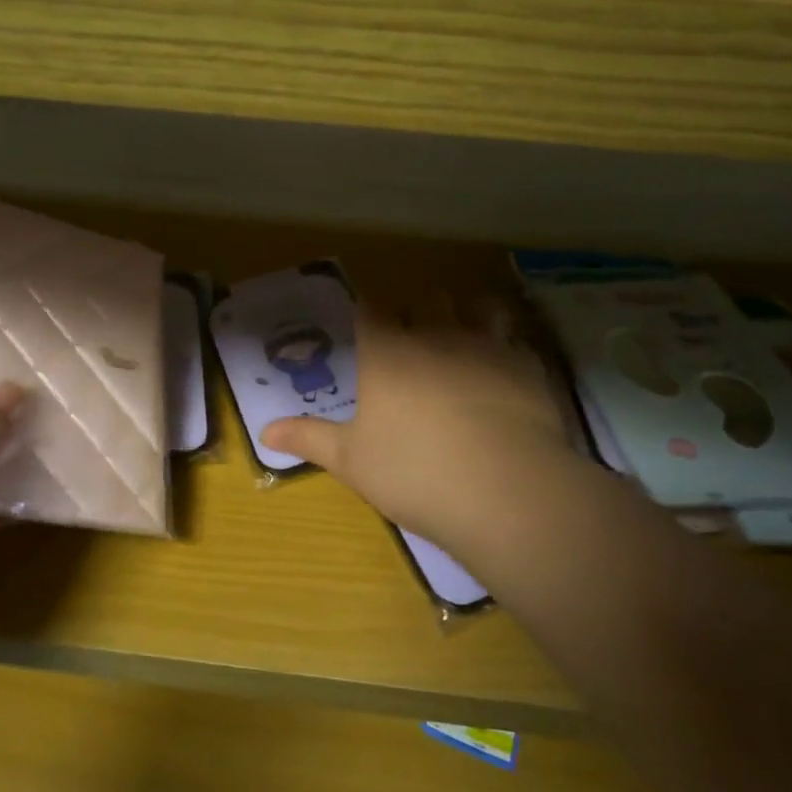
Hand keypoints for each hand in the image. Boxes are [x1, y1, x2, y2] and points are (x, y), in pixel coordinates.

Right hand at [261, 303, 582, 582]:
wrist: (506, 490)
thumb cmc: (414, 472)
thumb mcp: (351, 461)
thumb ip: (309, 439)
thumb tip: (265, 432)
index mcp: (387, 351)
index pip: (372, 308)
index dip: (369, 311)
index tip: (366, 323)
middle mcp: (435, 335)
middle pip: (425, 301)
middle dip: (417, 311)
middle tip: (412, 339)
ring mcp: (486, 346)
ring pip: (474, 308)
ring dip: (464, 316)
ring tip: (460, 340)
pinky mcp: (527, 366)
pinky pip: (513, 340)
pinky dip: (503, 347)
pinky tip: (502, 372)